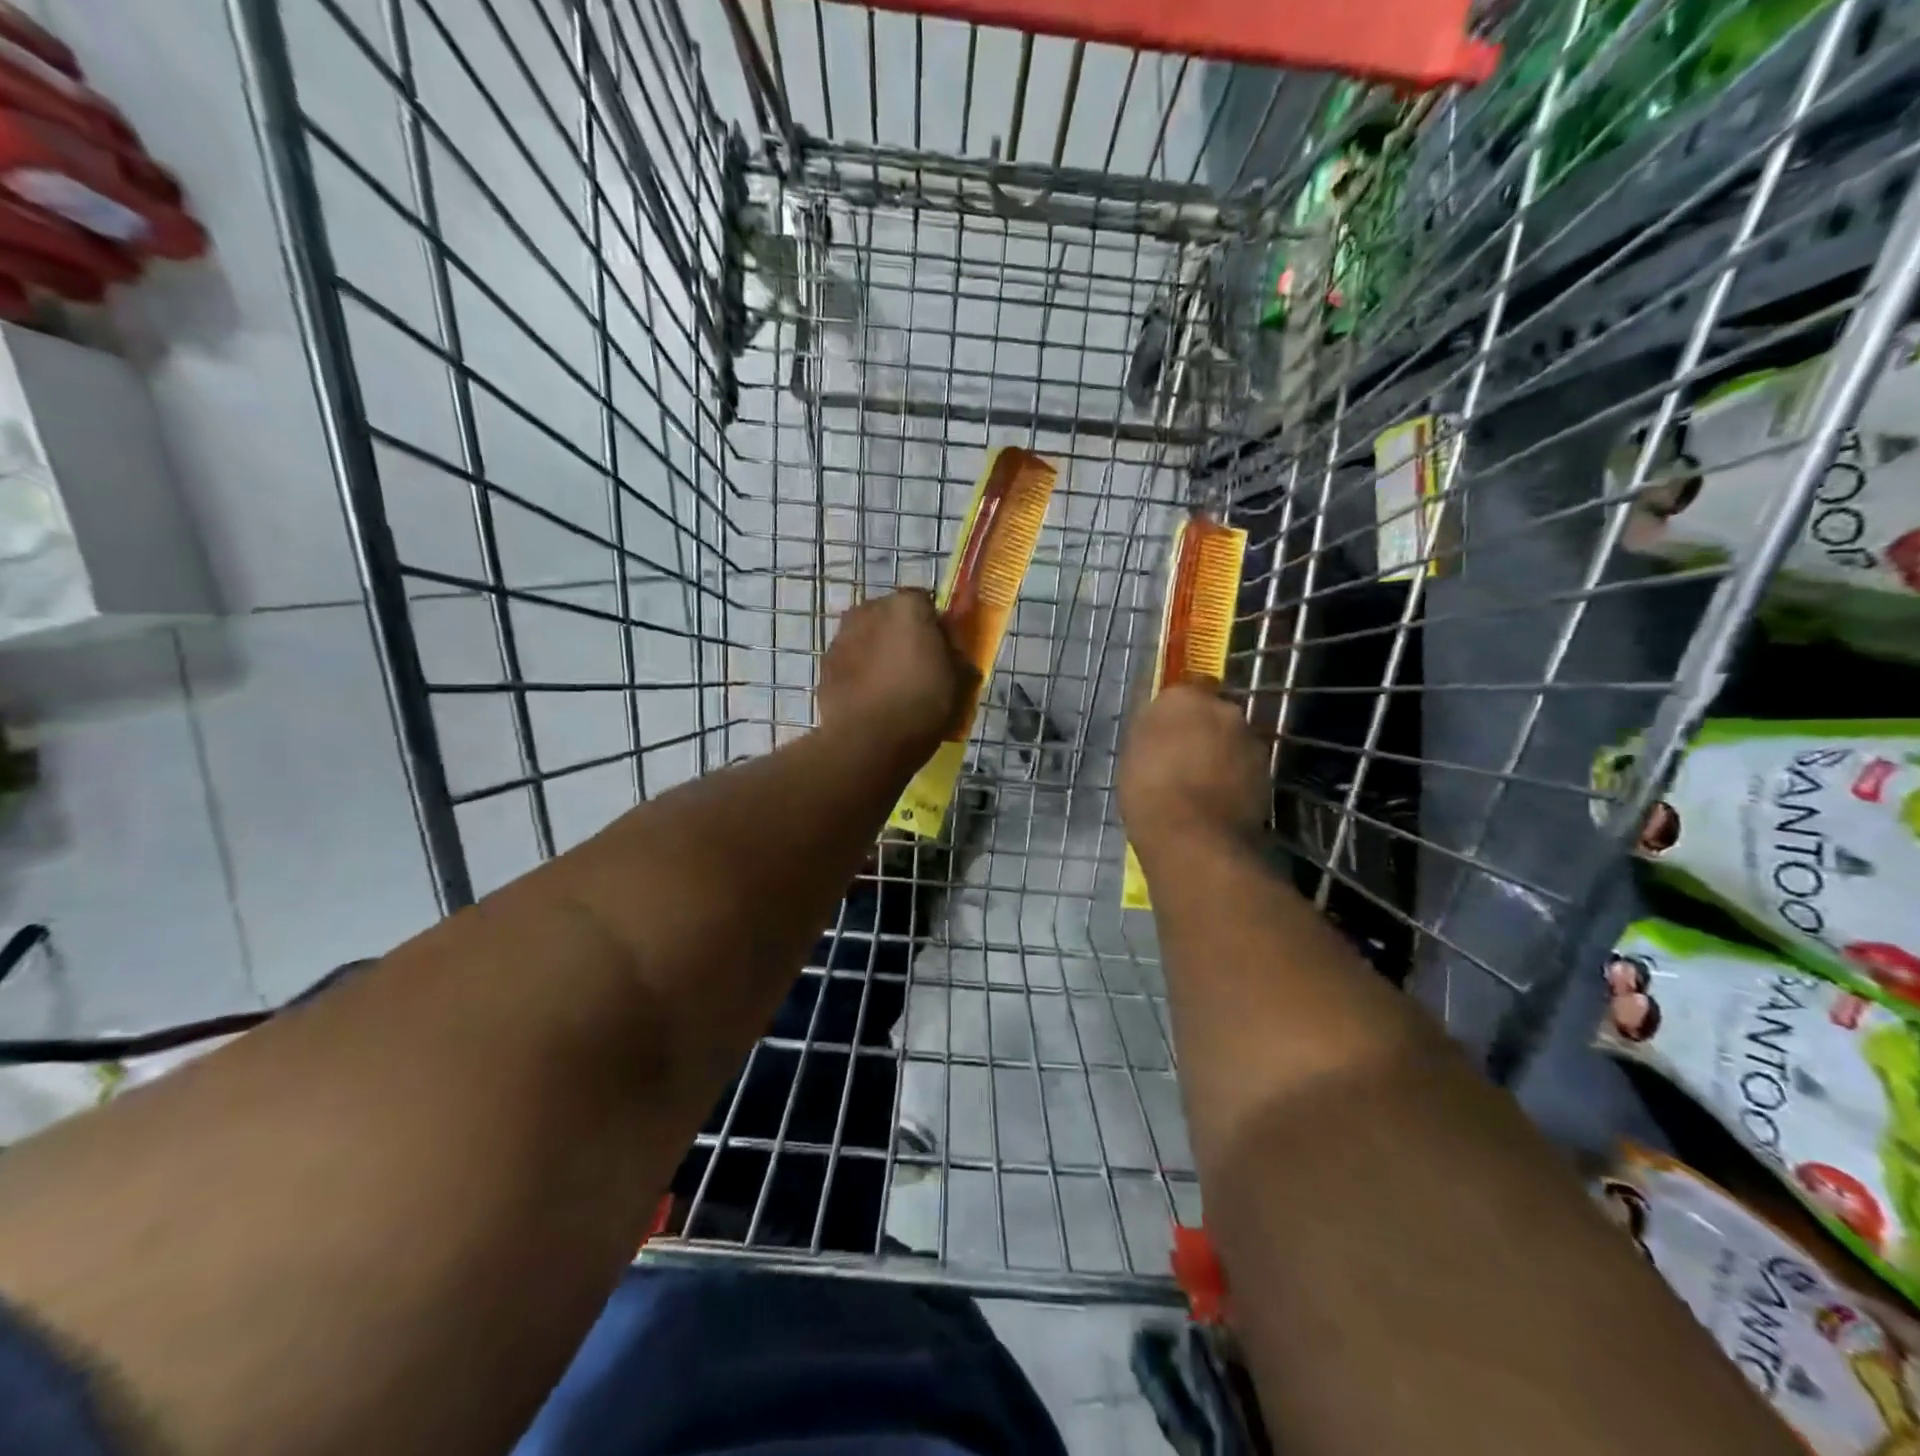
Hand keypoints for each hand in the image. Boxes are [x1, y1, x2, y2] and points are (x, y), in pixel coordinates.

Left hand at [818, 589, 977, 755]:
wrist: (868, 741)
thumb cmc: (922, 705)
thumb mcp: (961, 681)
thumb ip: (958, 656)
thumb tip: (952, 652)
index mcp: (907, 606)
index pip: (927, 603)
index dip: (936, 628)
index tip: (943, 653)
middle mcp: (869, 610)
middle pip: (893, 617)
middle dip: (904, 636)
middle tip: (918, 669)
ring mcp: (842, 636)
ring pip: (868, 637)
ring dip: (879, 652)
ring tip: (892, 687)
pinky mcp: (825, 664)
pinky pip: (850, 661)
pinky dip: (860, 672)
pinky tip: (871, 699)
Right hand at [1119, 682, 1269, 851]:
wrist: (1194, 837)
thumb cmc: (1149, 790)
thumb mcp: (1132, 753)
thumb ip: (1152, 730)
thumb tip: (1162, 725)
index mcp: (1183, 698)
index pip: (1185, 688)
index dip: (1177, 709)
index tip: (1167, 729)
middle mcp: (1224, 709)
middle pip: (1213, 713)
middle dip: (1203, 729)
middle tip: (1183, 756)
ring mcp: (1250, 740)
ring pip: (1232, 740)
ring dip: (1221, 753)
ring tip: (1200, 783)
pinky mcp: (1267, 772)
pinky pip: (1245, 767)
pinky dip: (1234, 777)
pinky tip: (1217, 800)